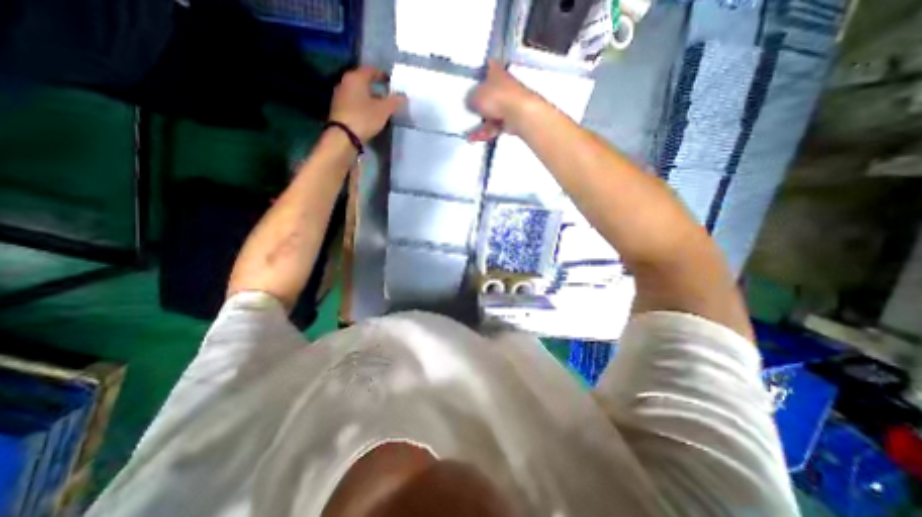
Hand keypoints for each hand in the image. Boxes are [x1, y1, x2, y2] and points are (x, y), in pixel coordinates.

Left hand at [329, 68, 403, 142]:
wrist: (343, 136)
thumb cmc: (364, 118)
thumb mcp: (384, 110)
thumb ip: (394, 101)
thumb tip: (403, 95)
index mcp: (356, 78)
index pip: (371, 70)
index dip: (382, 75)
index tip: (391, 81)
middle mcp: (345, 82)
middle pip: (363, 81)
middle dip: (375, 87)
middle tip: (387, 94)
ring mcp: (340, 95)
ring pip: (358, 92)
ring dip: (369, 97)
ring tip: (380, 106)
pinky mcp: (338, 108)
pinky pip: (353, 102)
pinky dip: (362, 104)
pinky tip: (369, 113)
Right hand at [470, 61, 542, 141]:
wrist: (519, 114)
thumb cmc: (497, 98)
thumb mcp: (475, 96)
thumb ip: (470, 98)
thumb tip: (470, 102)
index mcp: (497, 72)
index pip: (488, 65)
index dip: (481, 69)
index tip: (474, 76)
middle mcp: (504, 85)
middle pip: (490, 93)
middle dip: (480, 103)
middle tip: (469, 110)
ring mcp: (509, 103)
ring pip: (492, 112)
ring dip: (480, 123)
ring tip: (469, 133)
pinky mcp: (511, 119)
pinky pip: (495, 125)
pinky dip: (486, 132)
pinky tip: (475, 138)